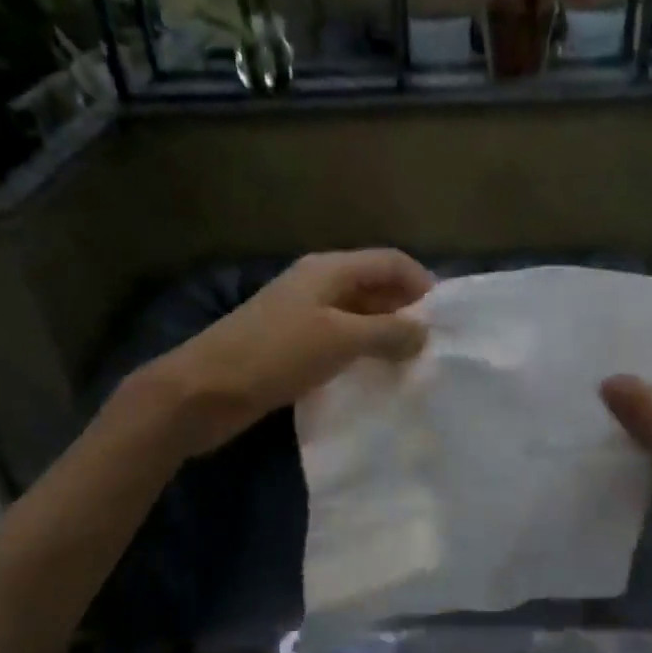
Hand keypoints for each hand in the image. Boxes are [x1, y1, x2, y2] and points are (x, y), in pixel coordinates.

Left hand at [140, 249, 433, 457]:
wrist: (203, 391)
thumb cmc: (274, 355)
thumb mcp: (340, 339)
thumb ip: (387, 332)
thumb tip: (425, 332)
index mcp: (329, 269)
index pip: (390, 261)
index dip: (423, 283)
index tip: (448, 319)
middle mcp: (317, 285)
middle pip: (375, 286)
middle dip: (407, 310)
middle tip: (435, 346)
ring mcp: (302, 316)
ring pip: (358, 316)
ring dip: (385, 334)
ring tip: (414, 363)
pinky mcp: (292, 347)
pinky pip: (339, 341)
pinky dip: (362, 353)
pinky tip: (376, 375)